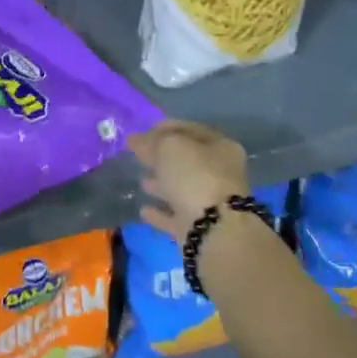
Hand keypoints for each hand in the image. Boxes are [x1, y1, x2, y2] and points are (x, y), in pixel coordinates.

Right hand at [129, 120, 250, 237]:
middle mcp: (220, 175)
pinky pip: (175, 216)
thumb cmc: (196, 177)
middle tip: (139, 154)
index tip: (145, 129)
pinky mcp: (198, 228)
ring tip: (141, 181)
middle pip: (187, 161)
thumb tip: (136, 139)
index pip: (192, 130)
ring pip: (182, 189)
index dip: (168, 127)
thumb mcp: (170, 147)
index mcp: (221, 148)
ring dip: (162, 185)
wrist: (214, 230)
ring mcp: (210, 204)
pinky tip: (144, 210)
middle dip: (163, 157)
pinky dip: (160, 213)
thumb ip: (152, 140)